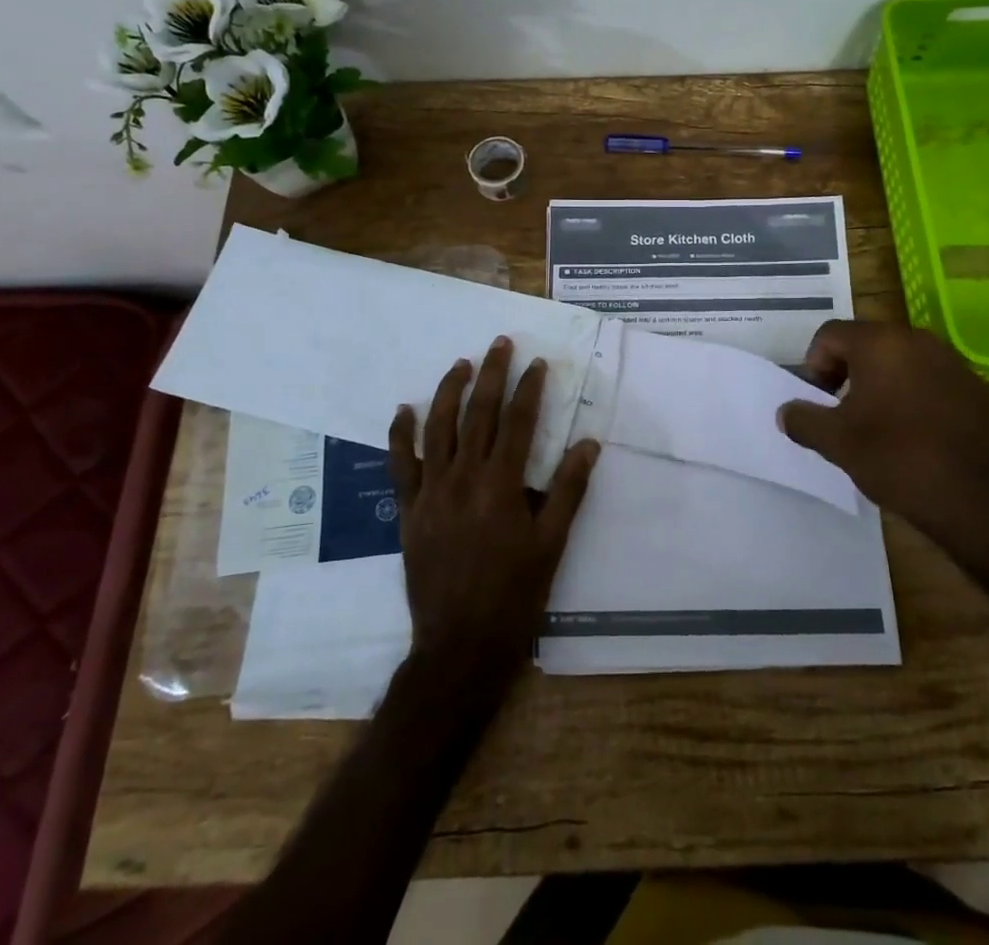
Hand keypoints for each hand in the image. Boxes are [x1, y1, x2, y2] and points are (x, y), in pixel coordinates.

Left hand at [387, 337, 597, 674]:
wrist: (460, 644)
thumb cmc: (514, 594)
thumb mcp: (552, 543)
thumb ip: (568, 490)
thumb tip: (588, 444)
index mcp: (501, 486)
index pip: (517, 423)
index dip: (529, 389)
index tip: (537, 363)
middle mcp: (463, 479)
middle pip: (477, 414)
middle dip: (491, 375)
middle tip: (500, 344)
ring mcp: (431, 492)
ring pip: (438, 428)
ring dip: (449, 391)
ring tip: (461, 363)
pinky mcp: (408, 510)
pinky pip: (400, 464)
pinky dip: (400, 434)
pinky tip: (404, 410)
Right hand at [776, 320, 988, 565]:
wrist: (975, 498)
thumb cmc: (896, 458)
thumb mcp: (835, 442)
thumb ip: (803, 419)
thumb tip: (786, 412)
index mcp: (879, 343)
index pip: (831, 334)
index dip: (814, 364)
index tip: (819, 401)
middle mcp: (917, 340)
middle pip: (867, 342)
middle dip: (847, 371)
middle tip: (842, 411)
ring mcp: (951, 361)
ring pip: (901, 360)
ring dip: (881, 382)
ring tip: (878, 423)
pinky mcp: (975, 387)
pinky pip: (931, 379)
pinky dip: (914, 395)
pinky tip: (915, 432)